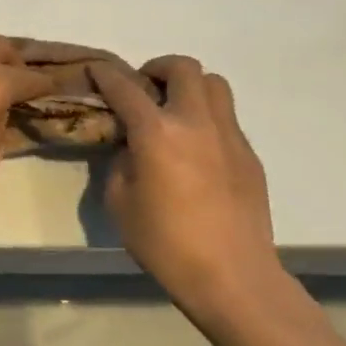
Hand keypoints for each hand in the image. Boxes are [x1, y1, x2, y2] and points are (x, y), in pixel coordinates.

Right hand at [92, 56, 282, 324]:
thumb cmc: (166, 243)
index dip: (106, 74)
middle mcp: (195, 122)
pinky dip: (206, 118)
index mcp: (157, 132)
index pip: (125, 86)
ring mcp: (229, 135)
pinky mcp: (249, 155)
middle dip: (158, 68)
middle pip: (183, 68)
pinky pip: (227, 118)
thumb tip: (131, 146)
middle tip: (144, 89)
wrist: (233, 278)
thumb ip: (121, 162)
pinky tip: (196, 150)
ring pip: (214, 84)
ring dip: (189, 87)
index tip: (96, 71)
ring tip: (173, 111)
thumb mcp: (120, 202)